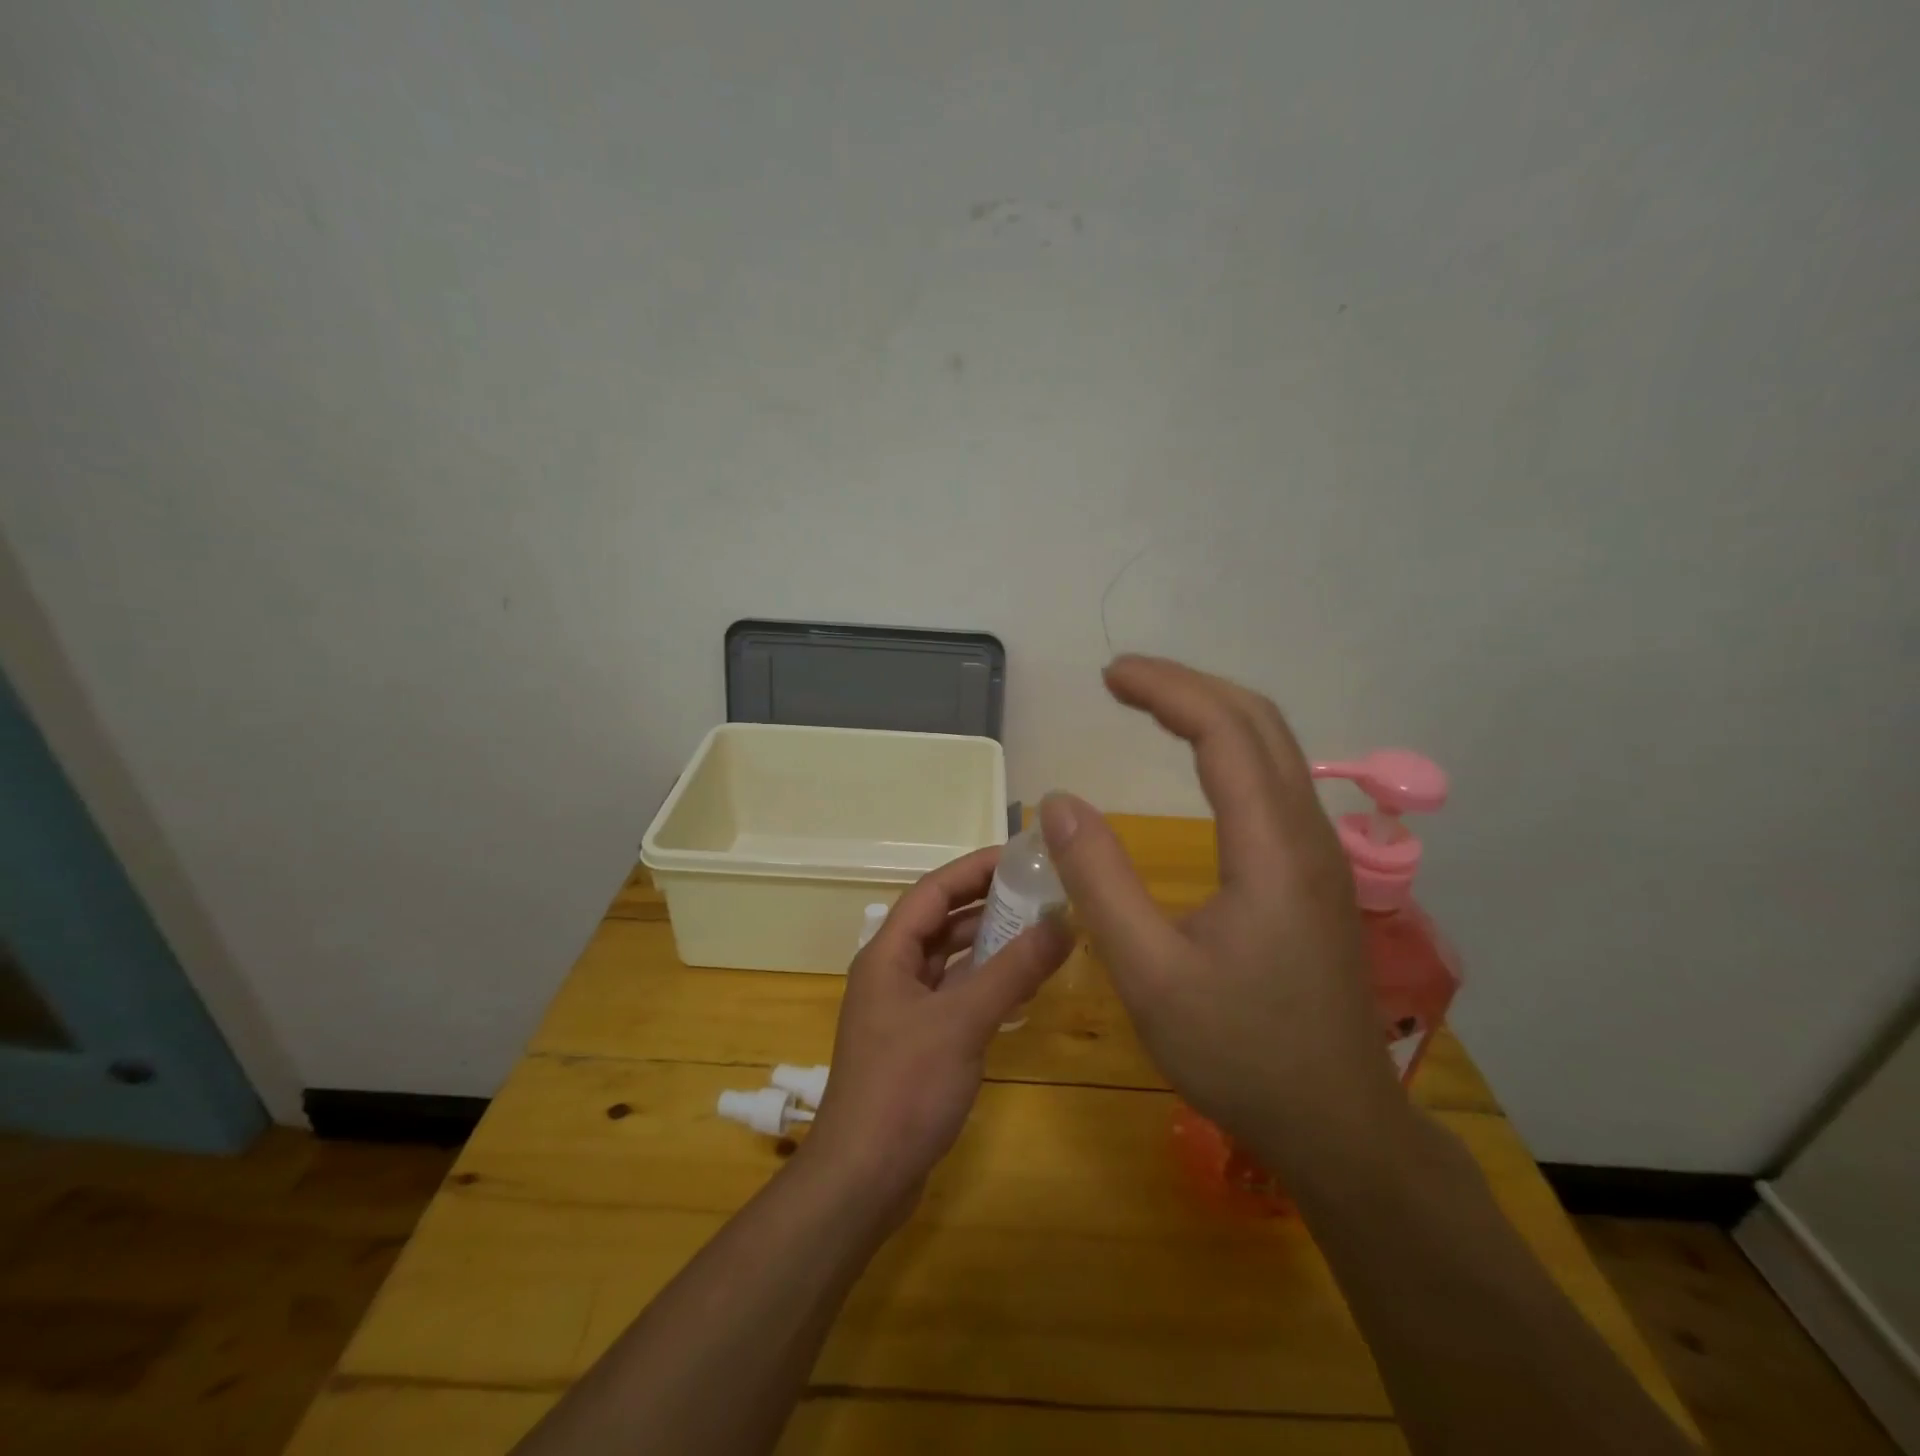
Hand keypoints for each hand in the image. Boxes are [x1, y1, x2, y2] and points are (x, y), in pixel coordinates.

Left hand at [803, 847, 1074, 1201]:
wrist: (863, 1179)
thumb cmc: (905, 1088)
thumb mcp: (963, 1022)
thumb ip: (1013, 970)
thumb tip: (1063, 923)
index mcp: (888, 954)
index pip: (933, 890)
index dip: (975, 868)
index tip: (1021, 856)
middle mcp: (892, 972)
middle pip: (941, 921)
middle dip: (987, 903)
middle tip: (1040, 891)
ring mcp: (903, 1008)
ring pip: (950, 959)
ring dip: (989, 943)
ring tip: (1040, 931)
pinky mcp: (917, 1041)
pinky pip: (955, 993)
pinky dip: (985, 982)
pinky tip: (1022, 985)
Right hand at [1038, 655, 1408, 1171]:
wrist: (1336, 1123)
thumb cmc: (1238, 1052)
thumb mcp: (1148, 971)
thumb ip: (1099, 879)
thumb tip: (1059, 801)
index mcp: (1271, 848)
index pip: (1223, 732)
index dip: (1165, 690)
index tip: (1109, 675)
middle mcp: (1308, 834)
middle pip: (1259, 722)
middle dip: (1189, 686)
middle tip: (1122, 680)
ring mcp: (1320, 853)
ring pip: (1275, 748)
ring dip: (1213, 712)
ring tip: (1151, 706)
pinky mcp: (1316, 874)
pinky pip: (1277, 780)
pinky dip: (1231, 747)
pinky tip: (1200, 763)